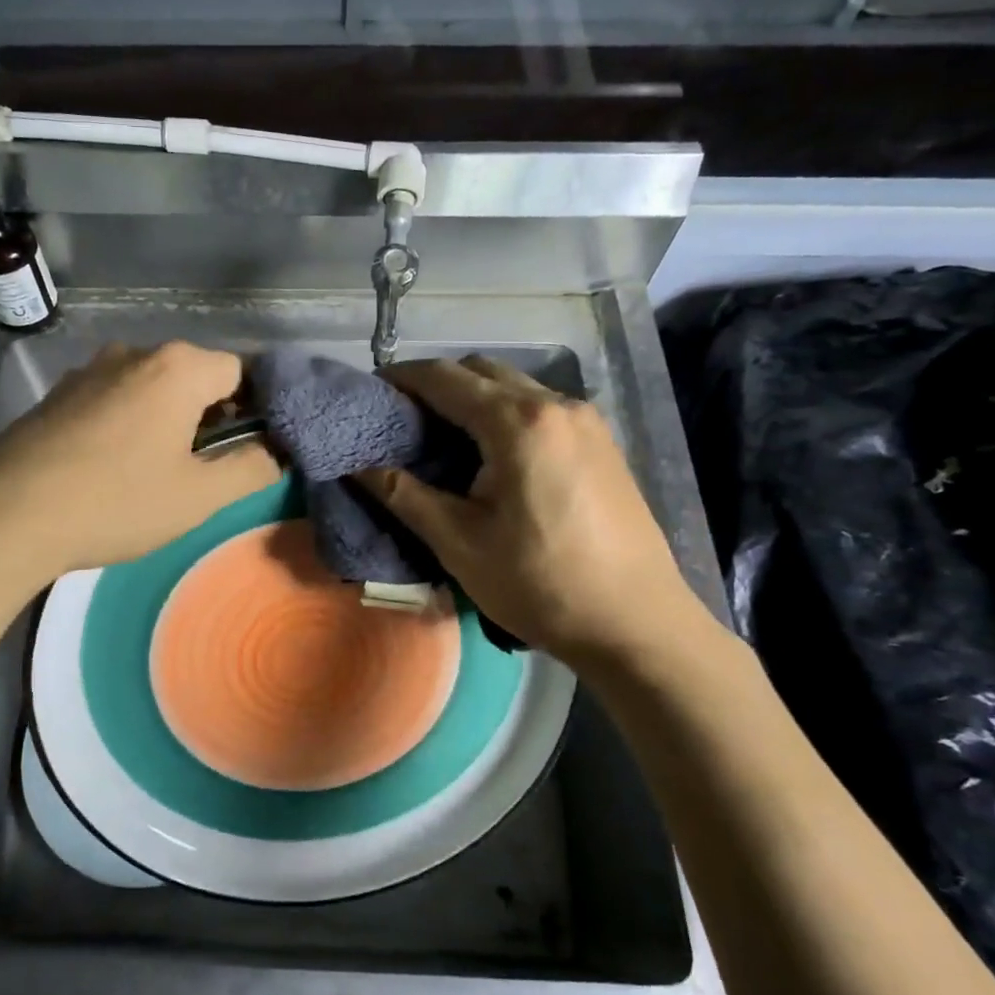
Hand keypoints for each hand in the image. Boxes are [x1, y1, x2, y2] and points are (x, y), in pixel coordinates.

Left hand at [0, 341, 279, 582]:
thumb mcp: (199, 496)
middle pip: (194, 376)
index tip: (249, 450)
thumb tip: (273, 451)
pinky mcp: (57, 394)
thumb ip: (250, 468)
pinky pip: (112, 399)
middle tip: (204, 469)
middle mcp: (134, 353)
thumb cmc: (116, 501)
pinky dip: (127, 424)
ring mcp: (89, 370)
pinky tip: (110, 467)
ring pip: (151, 388)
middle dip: (210, 416)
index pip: (241, 372)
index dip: (256, 409)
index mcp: (177, 368)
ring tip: (154, 472)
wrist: (6, 515)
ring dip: (166, 420)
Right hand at [358, 356, 716, 667]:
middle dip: (437, 383)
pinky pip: (541, 407)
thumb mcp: (459, 543)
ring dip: (473, 397)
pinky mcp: (602, 442)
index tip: (370, 390)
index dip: (402, 377)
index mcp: (518, 423)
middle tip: (402, 417)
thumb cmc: (540, 584)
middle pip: (482, 370)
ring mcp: (587, 421)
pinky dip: (505, 413)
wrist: (636, 624)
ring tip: (442, 436)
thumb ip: (404, 495)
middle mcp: (557, 404)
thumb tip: (358, 466)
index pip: (445, 377)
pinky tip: (492, 454)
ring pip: (515, 386)